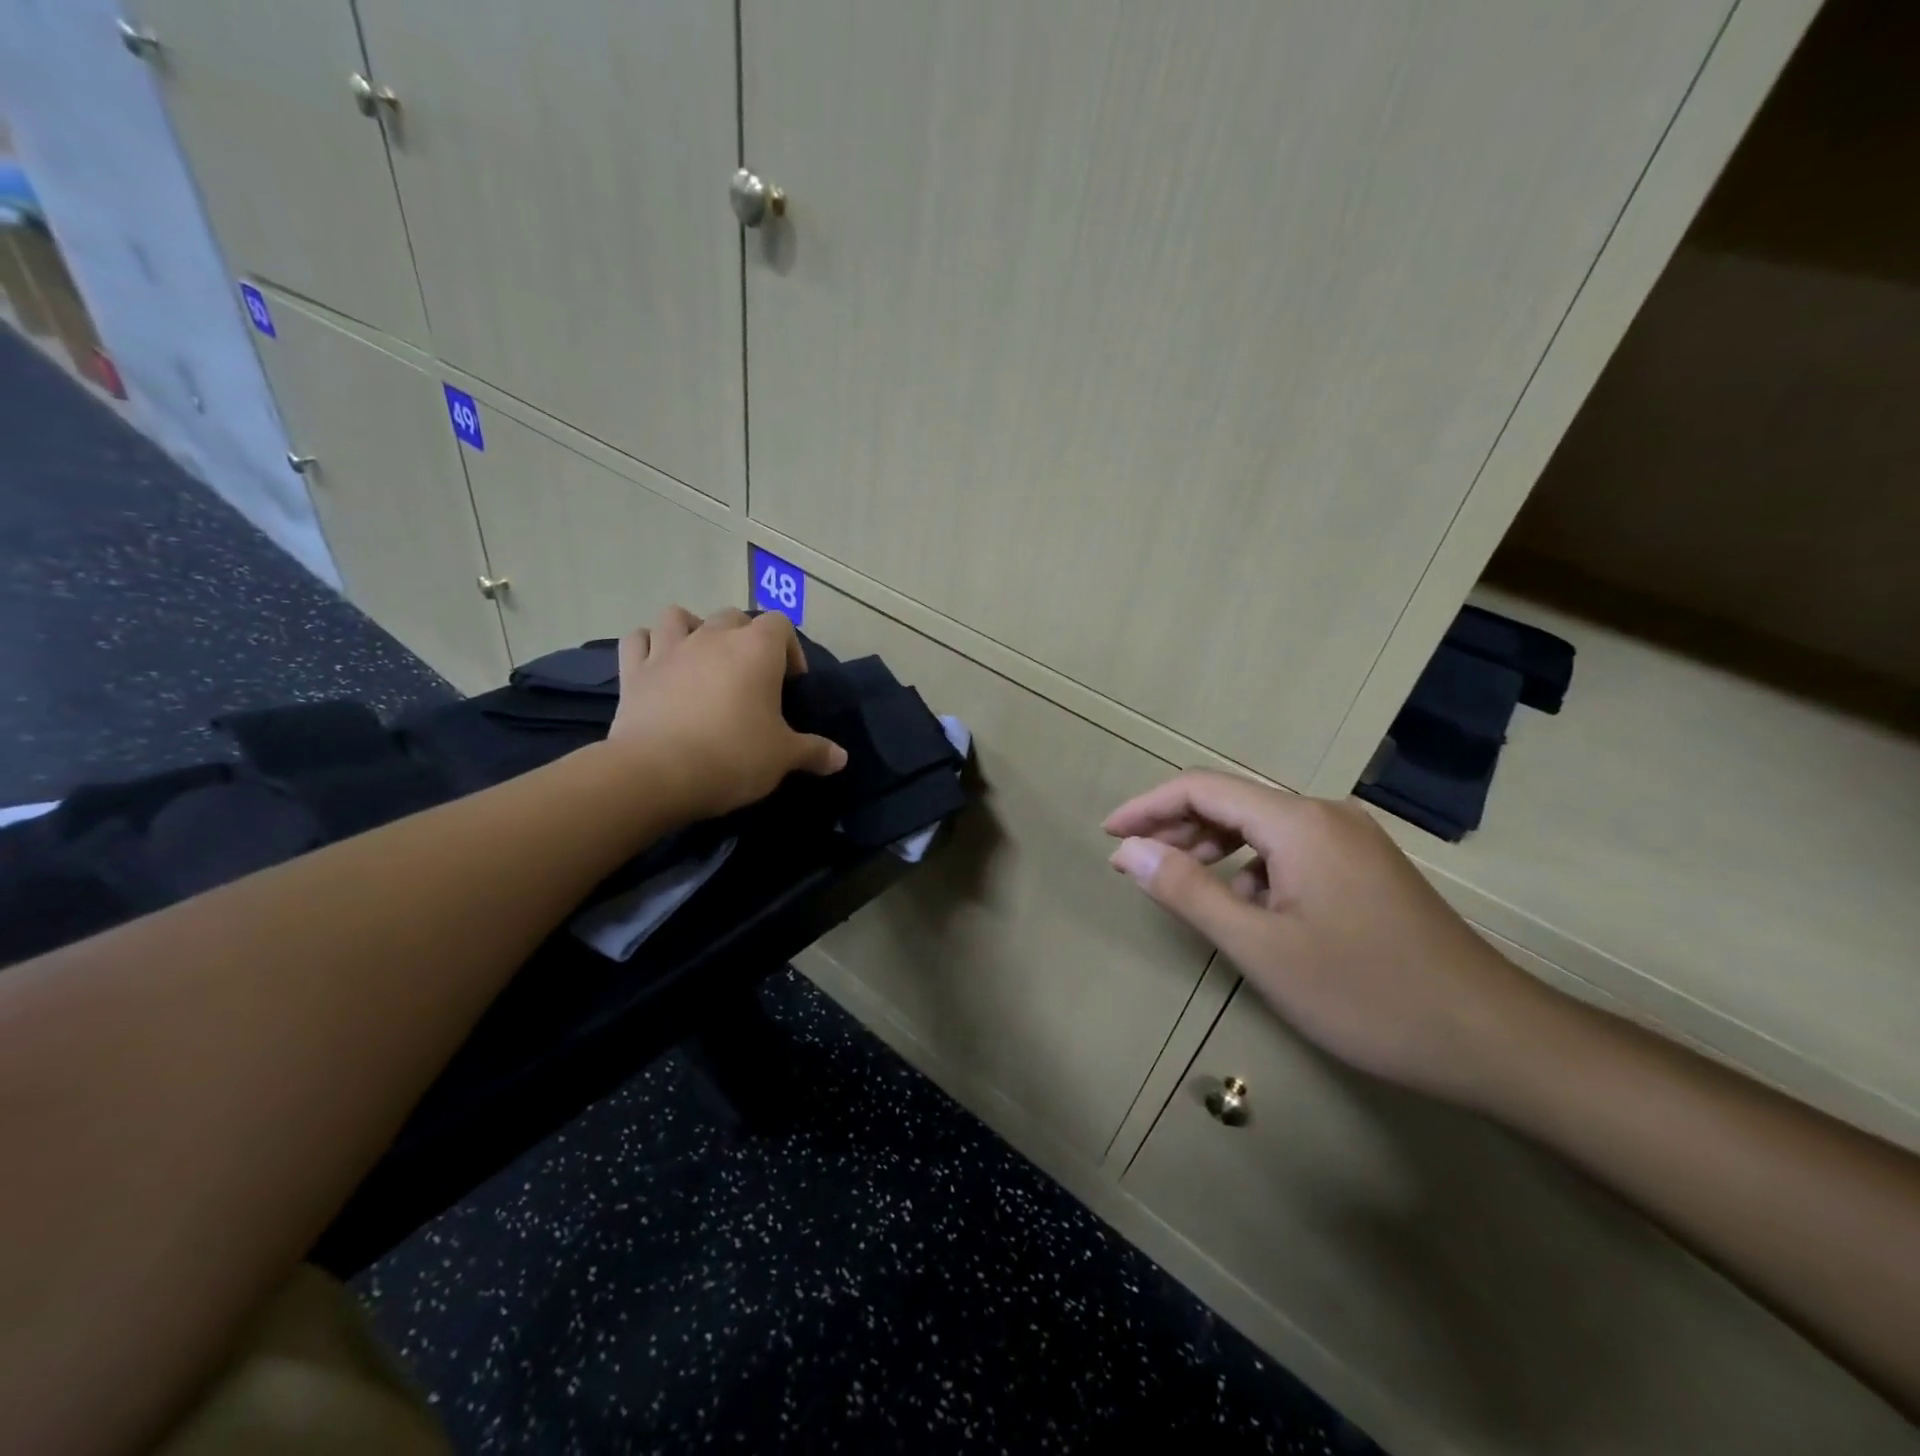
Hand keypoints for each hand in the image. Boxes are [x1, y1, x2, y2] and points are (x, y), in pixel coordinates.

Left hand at [608, 606, 846, 819]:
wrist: (658, 774)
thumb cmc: (733, 756)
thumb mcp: (784, 757)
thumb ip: (815, 751)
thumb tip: (841, 758)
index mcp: (756, 650)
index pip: (780, 625)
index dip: (789, 650)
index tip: (789, 684)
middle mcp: (713, 637)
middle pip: (733, 617)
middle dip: (744, 639)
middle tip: (749, 676)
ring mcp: (668, 650)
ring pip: (678, 616)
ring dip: (691, 630)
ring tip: (700, 660)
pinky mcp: (633, 671)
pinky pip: (638, 640)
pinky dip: (648, 646)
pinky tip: (656, 665)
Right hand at [1104, 771, 1549, 1106]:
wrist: (1492, 1038)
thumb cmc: (1364, 993)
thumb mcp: (1260, 946)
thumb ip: (1187, 891)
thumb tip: (1128, 850)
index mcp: (1298, 821)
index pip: (1202, 788)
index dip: (1147, 807)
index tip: (1108, 836)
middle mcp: (1325, 815)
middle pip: (1231, 802)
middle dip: (1175, 828)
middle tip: (1131, 864)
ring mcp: (1352, 840)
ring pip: (1261, 827)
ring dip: (1212, 848)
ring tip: (1177, 883)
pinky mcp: (1366, 867)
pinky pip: (1291, 850)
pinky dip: (1252, 867)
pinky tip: (1245, 906)